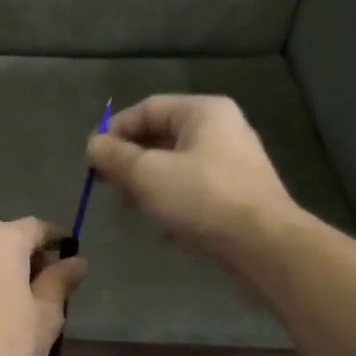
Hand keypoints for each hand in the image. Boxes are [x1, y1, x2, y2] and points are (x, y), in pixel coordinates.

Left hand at [0, 218, 86, 355]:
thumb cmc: (9, 345)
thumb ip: (61, 280)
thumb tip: (76, 261)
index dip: (55, 238)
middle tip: (44, 283)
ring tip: (14, 300)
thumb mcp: (47, 314)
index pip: (34, 227)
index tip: (68, 253)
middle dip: (25, 255)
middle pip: (2, 239)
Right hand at [86, 95, 298, 260]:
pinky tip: (161, 228)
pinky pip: (192, 190)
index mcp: (203, 112)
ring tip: (130, 209)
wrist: (264, 246)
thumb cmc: (202, 198)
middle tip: (107, 186)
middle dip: (129, 162)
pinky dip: (171, 202)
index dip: (114, 131)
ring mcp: (232, 163)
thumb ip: (115, 156)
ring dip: (147, 185)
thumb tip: (93, 145)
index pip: (146, 109)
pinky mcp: (236, 195)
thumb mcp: (148, 174)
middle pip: (161, 137)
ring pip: (175, 166)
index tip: (92, 160)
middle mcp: (221, 130)